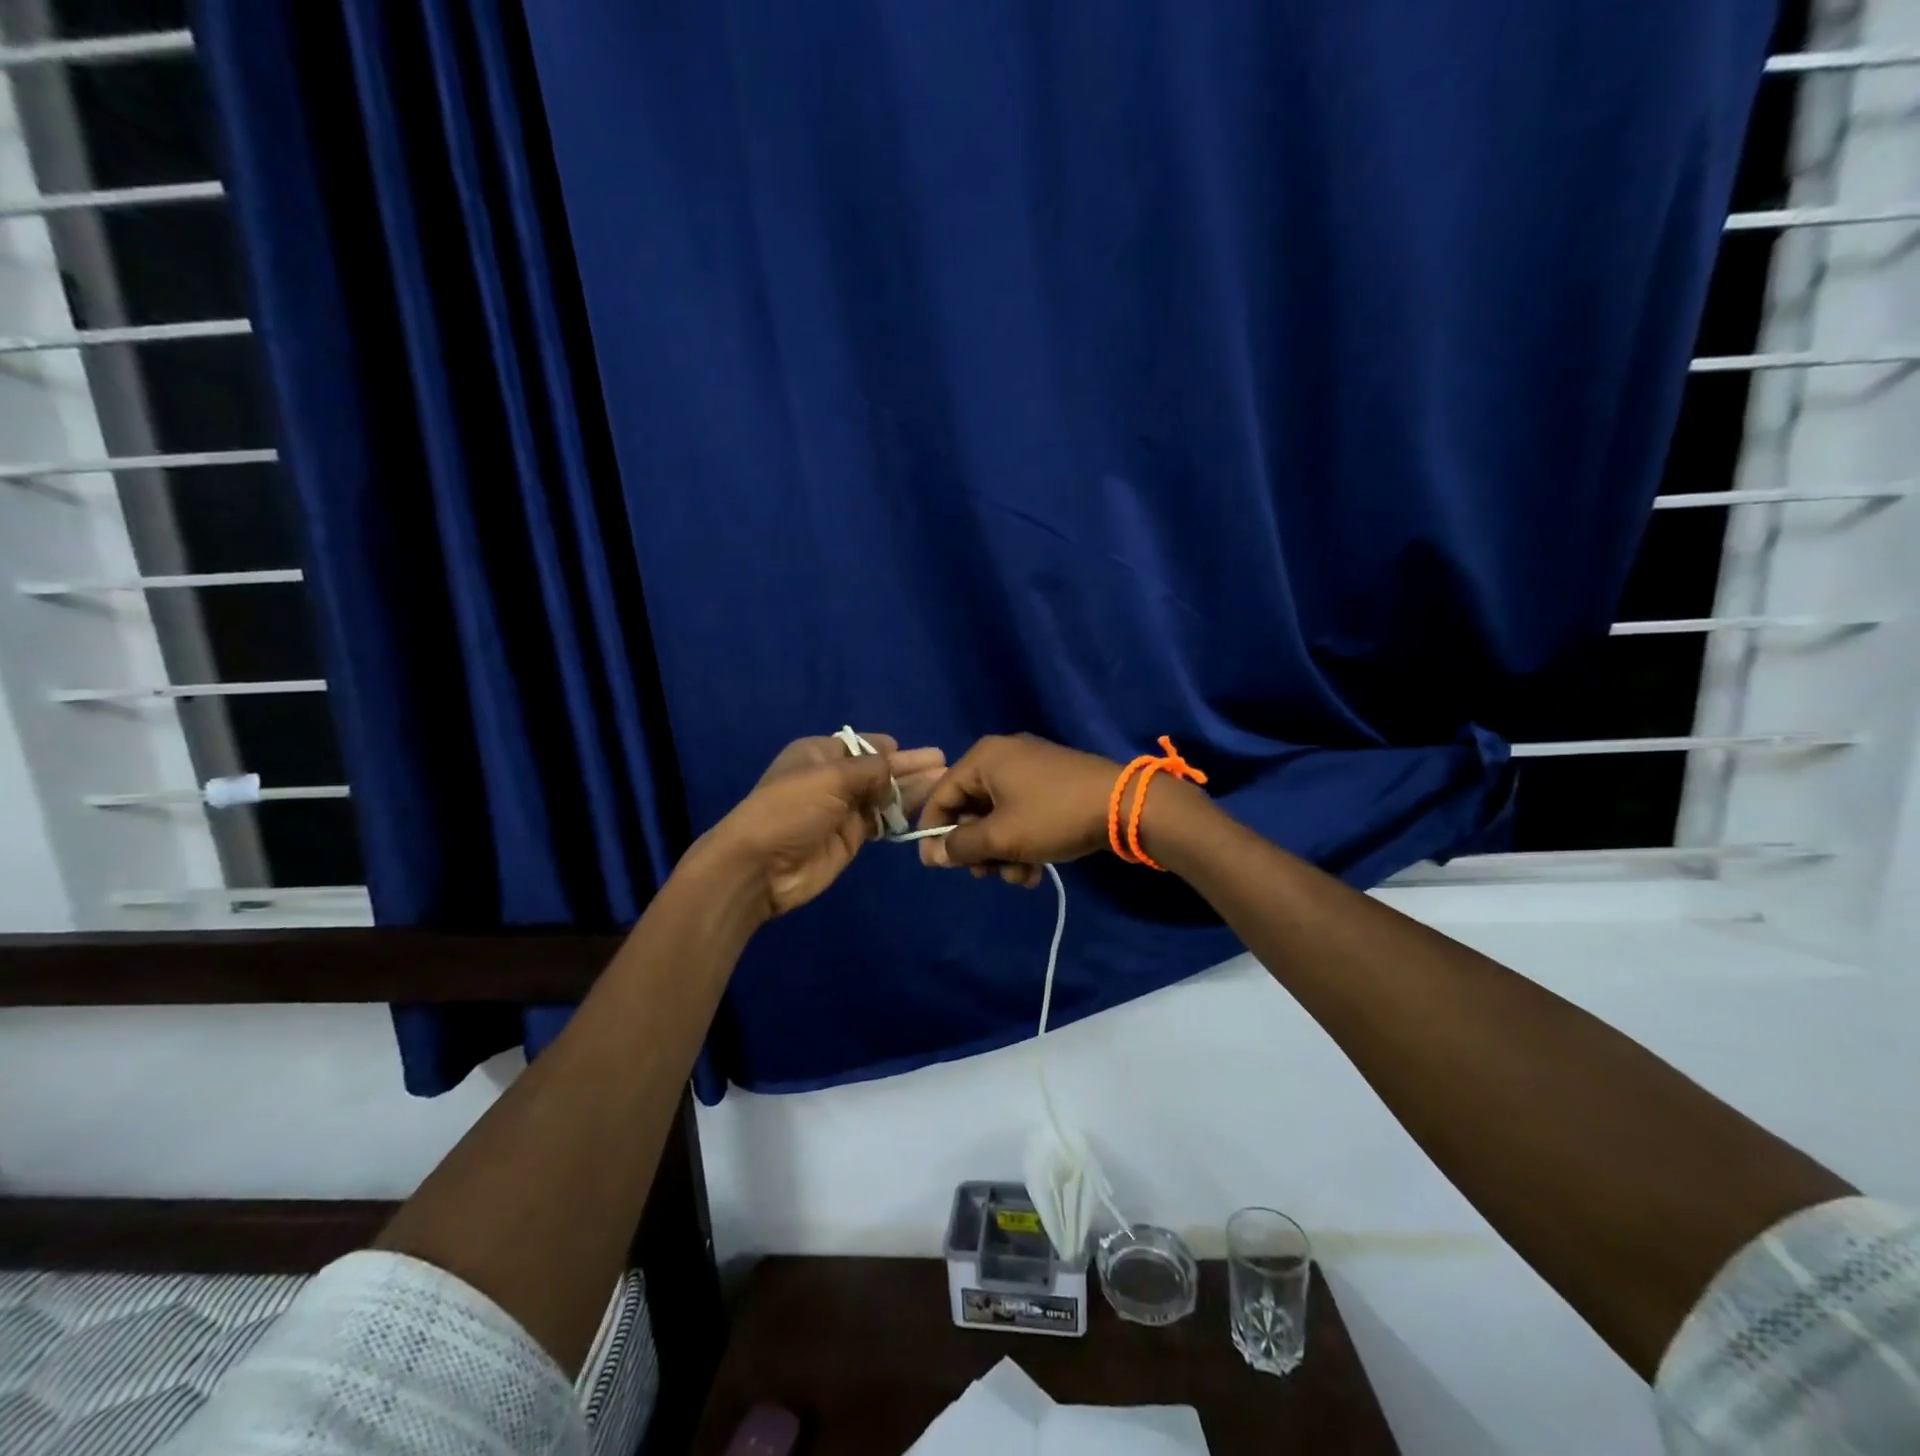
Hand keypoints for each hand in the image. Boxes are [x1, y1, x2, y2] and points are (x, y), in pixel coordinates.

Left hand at [699, 734, 945, 919]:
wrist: (760, 867)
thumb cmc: (790, 809)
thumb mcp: (830, 778)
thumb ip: (871, 769)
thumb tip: (896, 763)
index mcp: (819, 754)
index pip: (862, 744)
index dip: (889, 748)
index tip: (918, 752)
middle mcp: (833, 778)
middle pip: (878, 769)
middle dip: (909, 766)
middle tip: (944, 763)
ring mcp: (843, 809)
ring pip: (884, 795)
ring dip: (912, 789)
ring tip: (944, 782)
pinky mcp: (851, 837)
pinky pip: (882, 821)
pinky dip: (902, 815)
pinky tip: (926, 808)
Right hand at [915, 734, 1121, 886]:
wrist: (1124, 805)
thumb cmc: (1053, 816)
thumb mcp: (1001, 837)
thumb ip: (960, 846)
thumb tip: (933, 854)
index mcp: (984, 758)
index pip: (941, 795)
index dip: (934, 832)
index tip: (935, 866)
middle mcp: (1003, 756)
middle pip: (970, 808)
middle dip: (978, 849)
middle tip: (987, 875)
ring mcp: (1030, 769)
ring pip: (998, 817)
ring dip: (1003, 852)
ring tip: (1021, 877)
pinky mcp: (1052, 784)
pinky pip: (1022, 813)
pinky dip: (1022, 842)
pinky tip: (1036, 871)